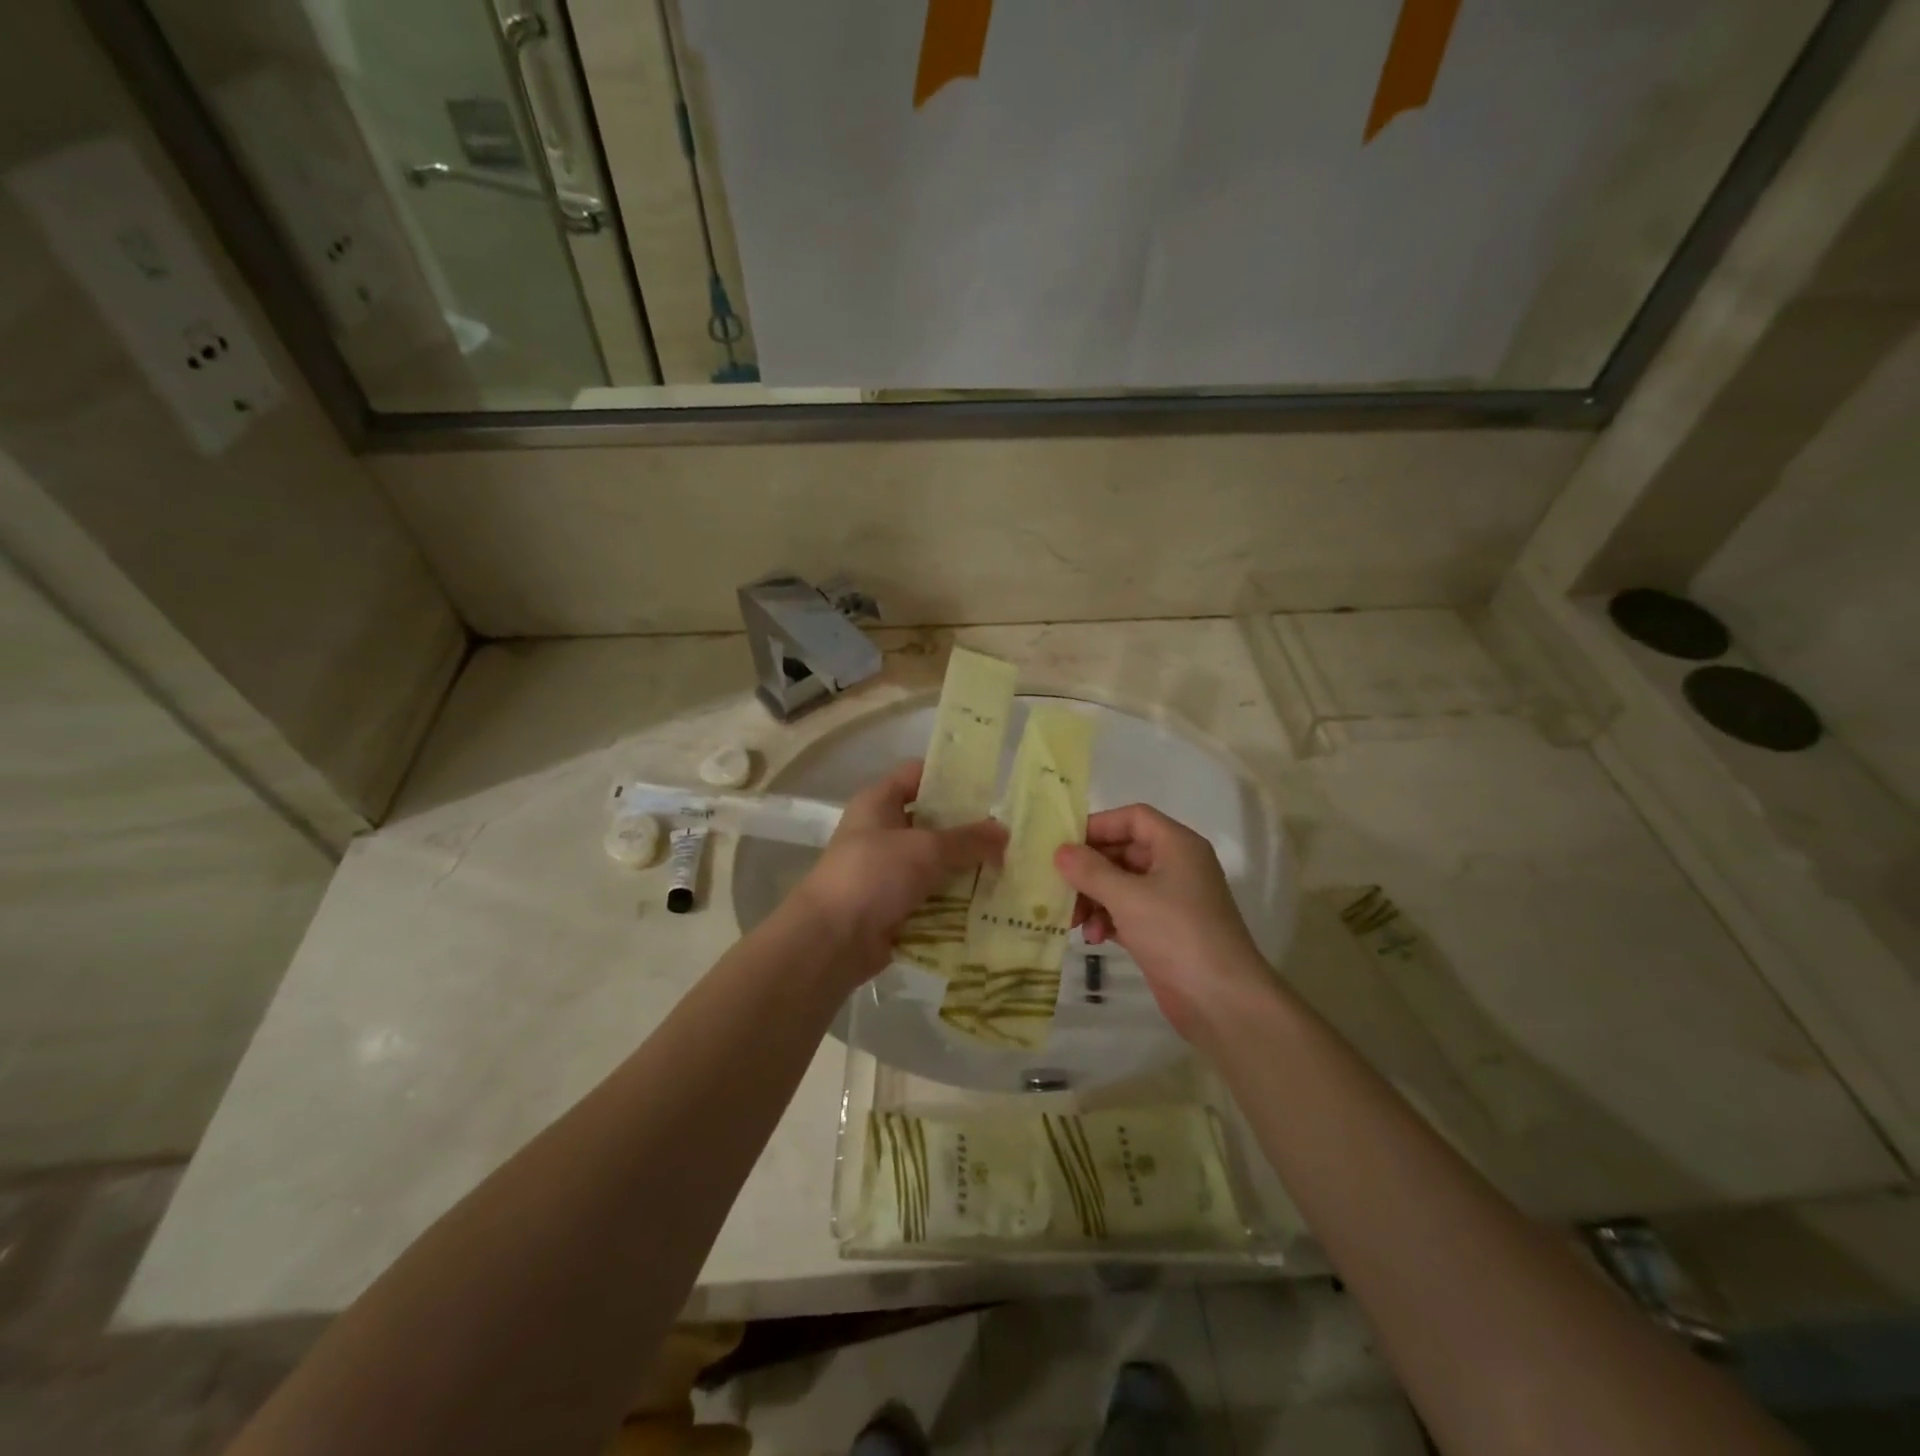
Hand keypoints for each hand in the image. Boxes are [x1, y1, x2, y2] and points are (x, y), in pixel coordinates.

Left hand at [792, 761, 1005, 983]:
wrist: (832, 940)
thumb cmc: (873, 875)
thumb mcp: (926, 849)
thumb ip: (968, 840)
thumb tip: (1005, 832)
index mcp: (879, 803)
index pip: (917, 774)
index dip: (950, 776)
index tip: (989, 787)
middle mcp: (882, 832)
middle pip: (932, 822)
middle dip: (969, 831)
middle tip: (1010, 836)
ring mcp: (887, 872)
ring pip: (936, 864)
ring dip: (967, 870)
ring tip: (1011, 871)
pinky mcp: (895, 907)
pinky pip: (933, 898)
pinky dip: (956, 902)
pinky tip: (991, 904)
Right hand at [1054, 804, 1271, 1040]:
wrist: (1222, 1001)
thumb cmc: (1177, 934)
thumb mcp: (1128, 897)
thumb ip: (1090, 870)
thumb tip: (1061, 851)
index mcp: (1177, 845)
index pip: (1133, 818)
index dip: (1099, 825)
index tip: (1065, 845)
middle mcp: (1176, 866)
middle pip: (1124, 851)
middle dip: (1090, 869)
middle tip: (1059, 886)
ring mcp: (1171, 900)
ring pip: (1122, 884)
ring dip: (1094, 898)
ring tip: (1073, 920)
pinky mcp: (1164, 930)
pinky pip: (1128, 912)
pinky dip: (1108, 919)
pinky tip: (1093, 938)